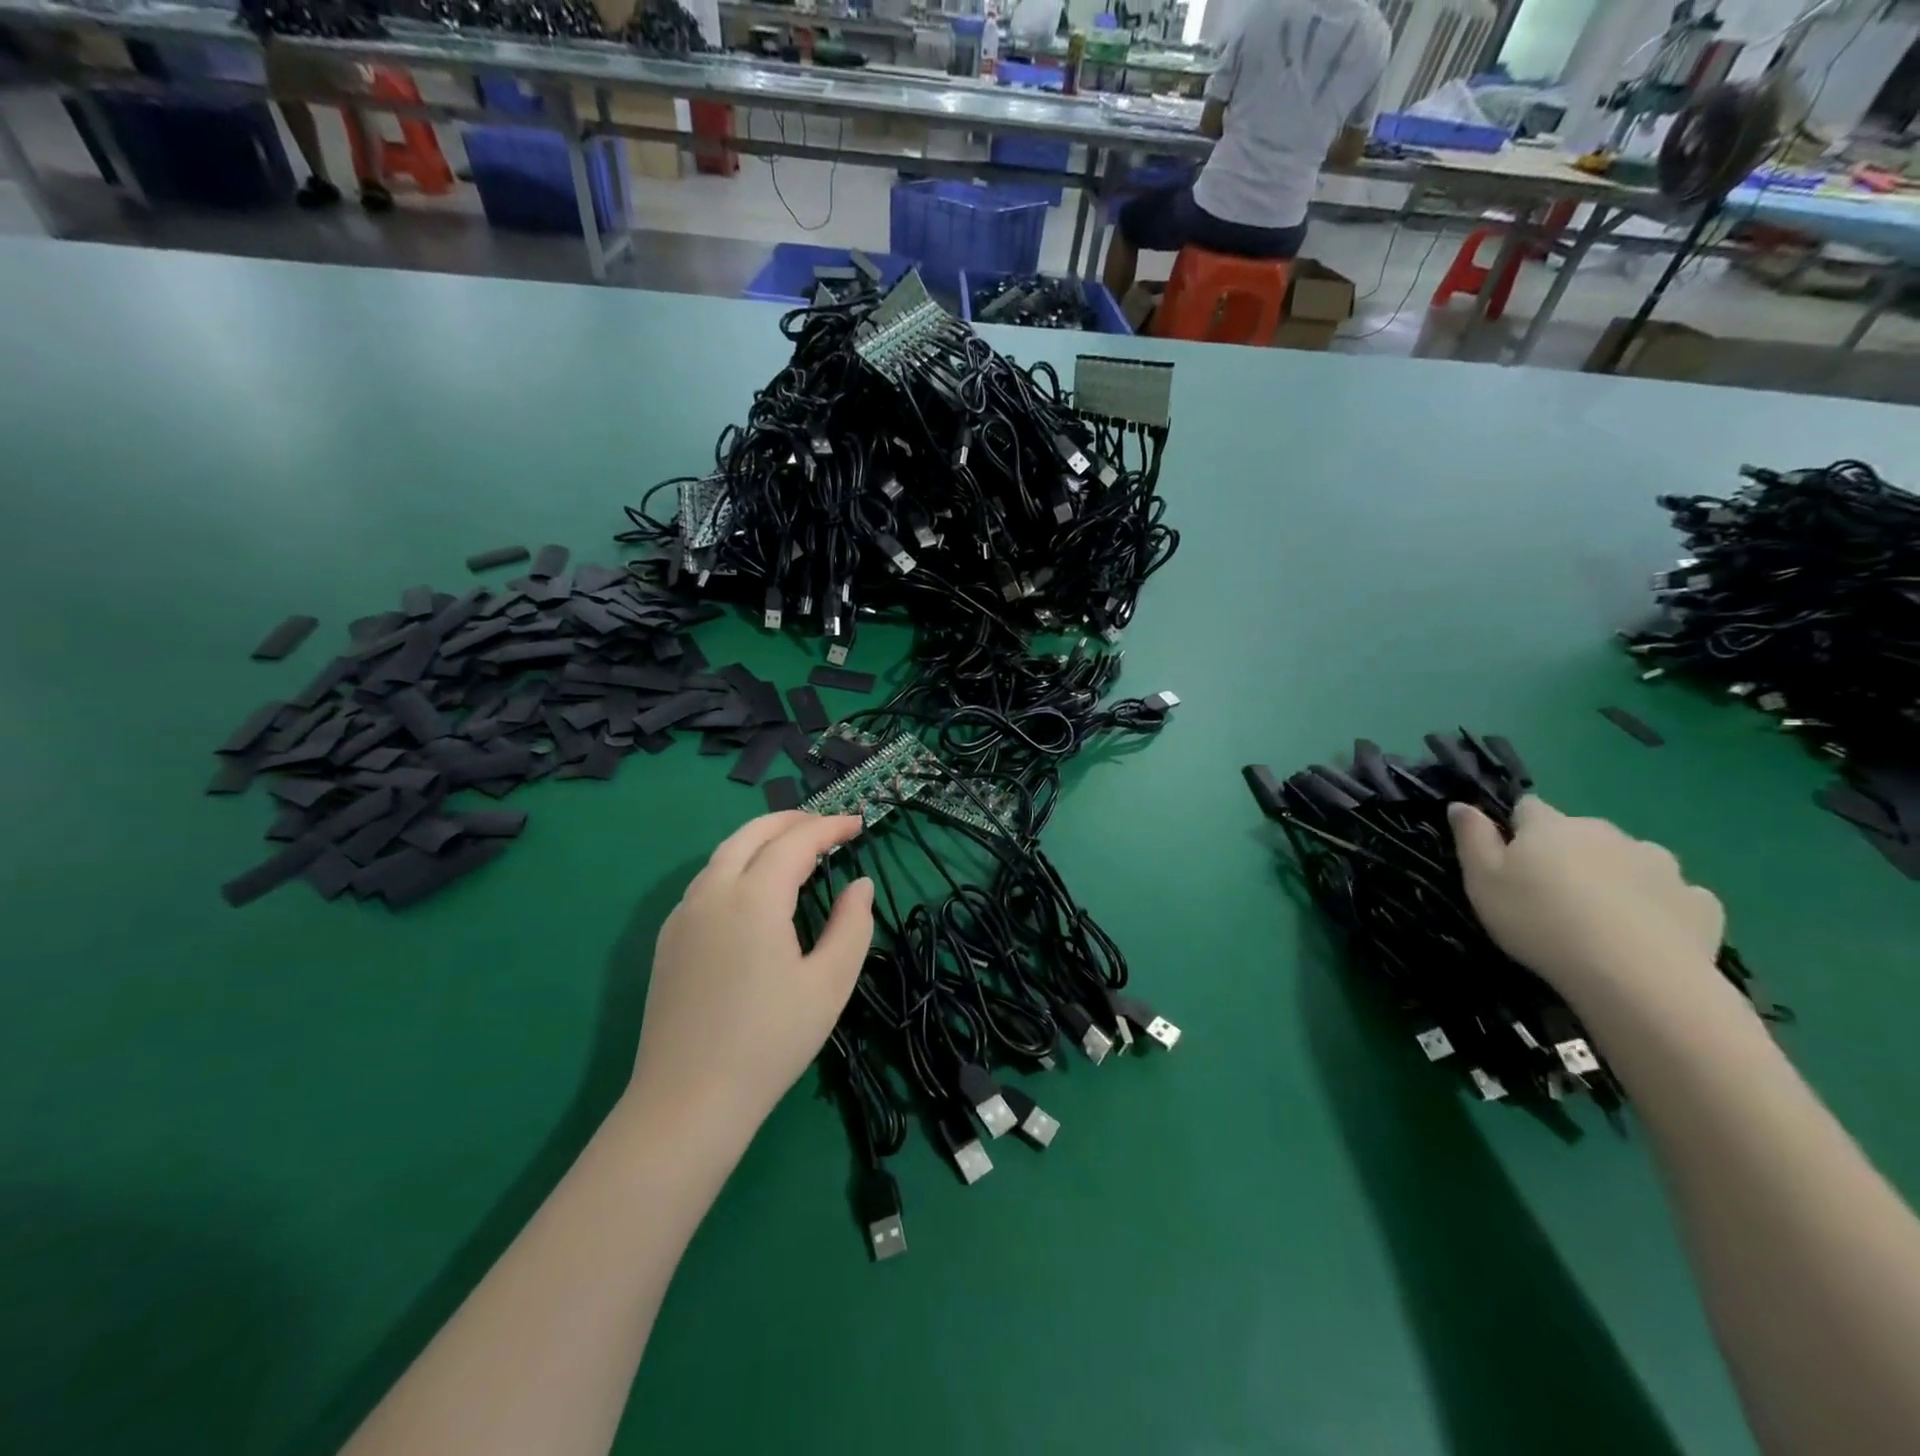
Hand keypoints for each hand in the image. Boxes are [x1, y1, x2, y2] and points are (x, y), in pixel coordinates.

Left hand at [629, 812, 874, 1142]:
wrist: (687, 1102)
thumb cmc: (770, 1042)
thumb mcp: (829, 984)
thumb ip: (852, 925)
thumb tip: (860, 885)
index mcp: (753, 898)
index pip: (796, 841)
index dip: (830, 827)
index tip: (859, 824)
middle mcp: (712, 892)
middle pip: (752, 833)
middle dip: (792, 820)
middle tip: (828, 827)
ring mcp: (683, 914)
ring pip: (724, 853)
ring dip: (762, 840)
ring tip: (797, 852)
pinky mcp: (668, 939)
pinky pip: (707, 881)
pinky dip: (739, 865)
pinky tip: (757, 891)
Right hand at [1450, 796, 1724, 1000]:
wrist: (1636, 977)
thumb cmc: (1540, 923)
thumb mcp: (1483, 882)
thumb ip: (1472, 838)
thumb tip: (1461, 804)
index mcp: (1552, 826)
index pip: (1528, 807)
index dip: (1516, 829)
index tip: (1510, 860)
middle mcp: (1607, 833)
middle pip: (1580, 834)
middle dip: (1568, 854)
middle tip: (1552, 897)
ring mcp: (1661, 864)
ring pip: (1629, 860)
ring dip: (1615, 877)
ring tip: (1602, 919)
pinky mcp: (1699, 902)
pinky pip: (1674, 894)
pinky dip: (1658, 906)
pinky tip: (1647, 935)